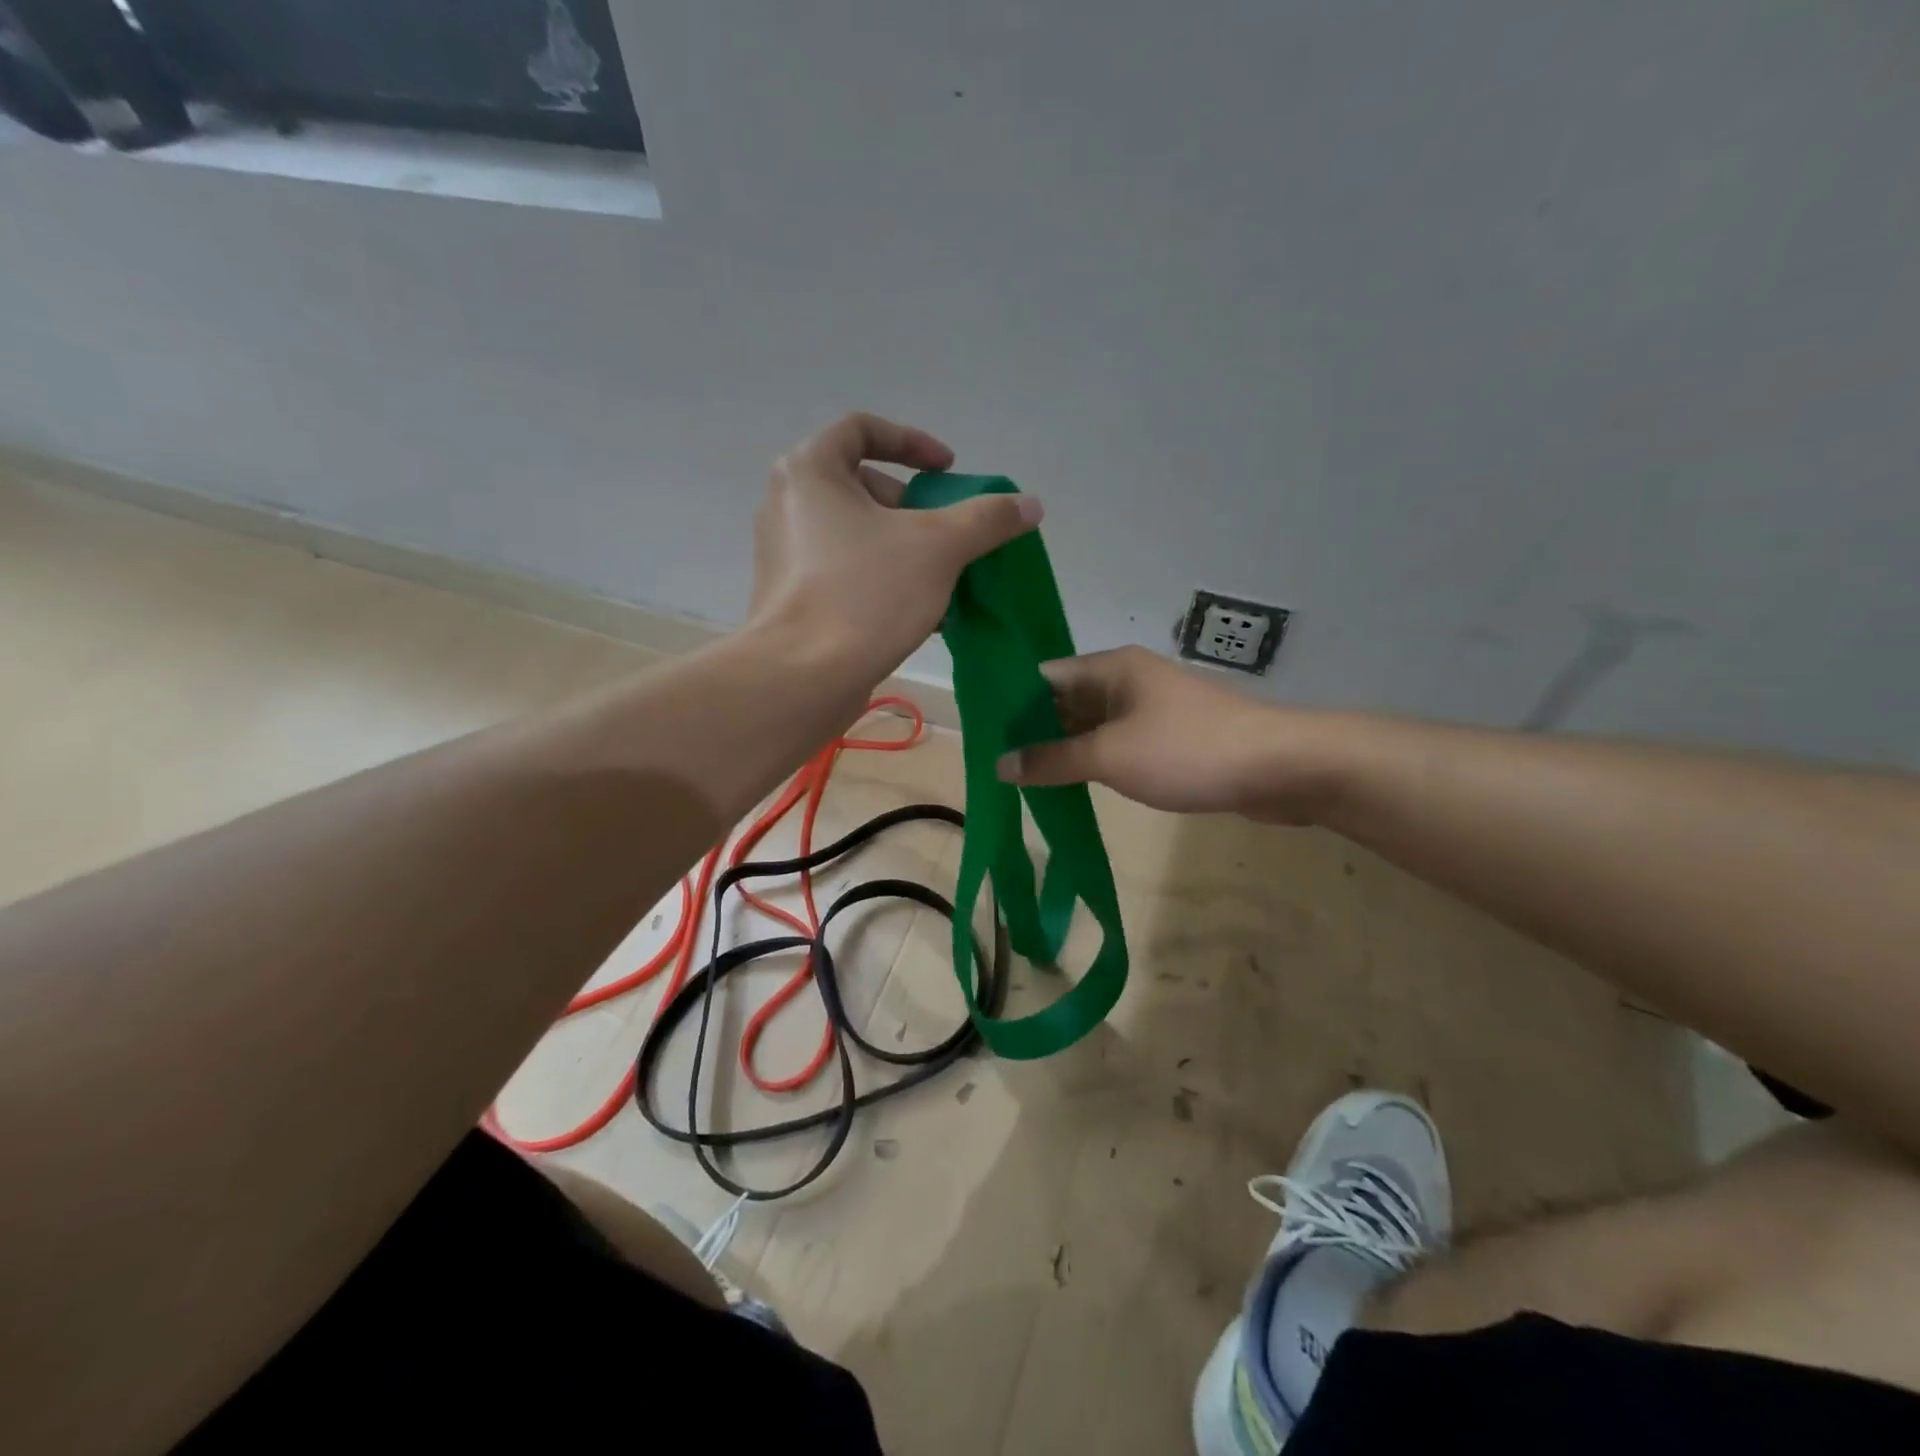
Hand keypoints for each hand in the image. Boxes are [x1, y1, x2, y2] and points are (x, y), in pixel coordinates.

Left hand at [748, 412, 1042, 686]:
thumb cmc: (866, 593)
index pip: (862, 429)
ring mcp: (784, 552)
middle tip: (944, 535)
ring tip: (941, 581)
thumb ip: (986, 519)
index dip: (913, 442)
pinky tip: (918, 614)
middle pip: (862, 486)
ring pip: (856, 534)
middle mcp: (788, 503)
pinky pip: (843, 570)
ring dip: (903, 548)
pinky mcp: (789, 596)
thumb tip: (1030, 504)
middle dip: (913, 508)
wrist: (803, 676)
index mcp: (810, 470)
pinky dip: (880, 578)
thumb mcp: (939, 547)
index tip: (948, 471)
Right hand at [995, 647, 1347, 823]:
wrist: (1279, 768)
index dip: (1010, 703)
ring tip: (1020, 778)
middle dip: (1032, 731)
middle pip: (1066, 701)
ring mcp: (1151, 709)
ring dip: (1062, 750)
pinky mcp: (1170, 738)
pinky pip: (1117, 744)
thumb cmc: (1186, 751)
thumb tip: (1000, 764)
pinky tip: (1069, 784)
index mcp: (1110, 667)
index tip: (980, 733)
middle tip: (993, 763)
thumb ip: (1051, 759)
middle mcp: (1128, 680)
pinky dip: (1093, 761)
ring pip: (1092, 726)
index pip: (1043, 677)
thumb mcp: (1108, 756)